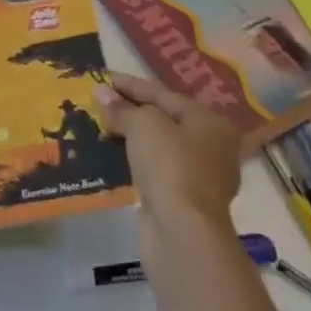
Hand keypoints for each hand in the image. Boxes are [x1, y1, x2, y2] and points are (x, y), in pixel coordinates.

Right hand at [95, 73, 241, 230]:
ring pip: (159, 146)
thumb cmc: (170, 166)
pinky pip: (155, 169)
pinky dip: (135, 160)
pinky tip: (114, 154)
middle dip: (131, 110)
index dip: (129, 85)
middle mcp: (210, 146)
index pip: (162, 94)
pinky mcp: (183, 201)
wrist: (182, 233)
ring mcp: (199, 177)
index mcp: (209, 121)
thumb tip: (100, 91)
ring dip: (131, 136)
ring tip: (101, 125)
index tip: (102, 77)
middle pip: (163, 119)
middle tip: (100, 101)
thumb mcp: (143, 125)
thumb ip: (122, 108)